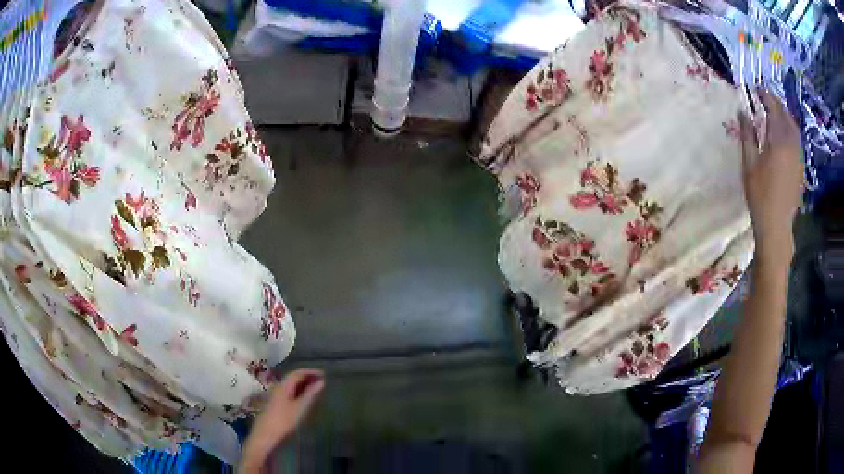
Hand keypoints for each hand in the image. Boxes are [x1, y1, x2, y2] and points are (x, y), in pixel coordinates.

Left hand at [238, 369, 324, 472]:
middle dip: (307, 377)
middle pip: (293, 378)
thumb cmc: (284, 420)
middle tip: (322, 380)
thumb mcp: (300, 408)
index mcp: (283, 385)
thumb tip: (321, 382)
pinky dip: (299, 392)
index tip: (324, 374)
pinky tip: (305, 398)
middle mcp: (278, 387)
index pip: (298, 373)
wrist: (266, 434)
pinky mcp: (276, 404)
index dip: (311, 371)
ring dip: (303, 385)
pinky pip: (289, 392)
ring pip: (291, 386)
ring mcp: (276, 395)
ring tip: (316, 389)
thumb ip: (310, 394)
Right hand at [739, 88, 802, 263]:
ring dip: (785, 115)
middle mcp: (791, 145)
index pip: (773, 109)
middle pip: (786, 115)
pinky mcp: (800, 167)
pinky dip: (790, 129)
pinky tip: (784, 133)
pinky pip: (797, 140)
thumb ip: (747, 135)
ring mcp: (798, 157)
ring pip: (794, 127)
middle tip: (765, 97)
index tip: (756, 88)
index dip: (765, 96)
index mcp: (778, 142)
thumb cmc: (760, 196)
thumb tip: (743, 112)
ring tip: (775, 112)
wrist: (776, 226)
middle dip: (776, 102)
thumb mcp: (749, 165)